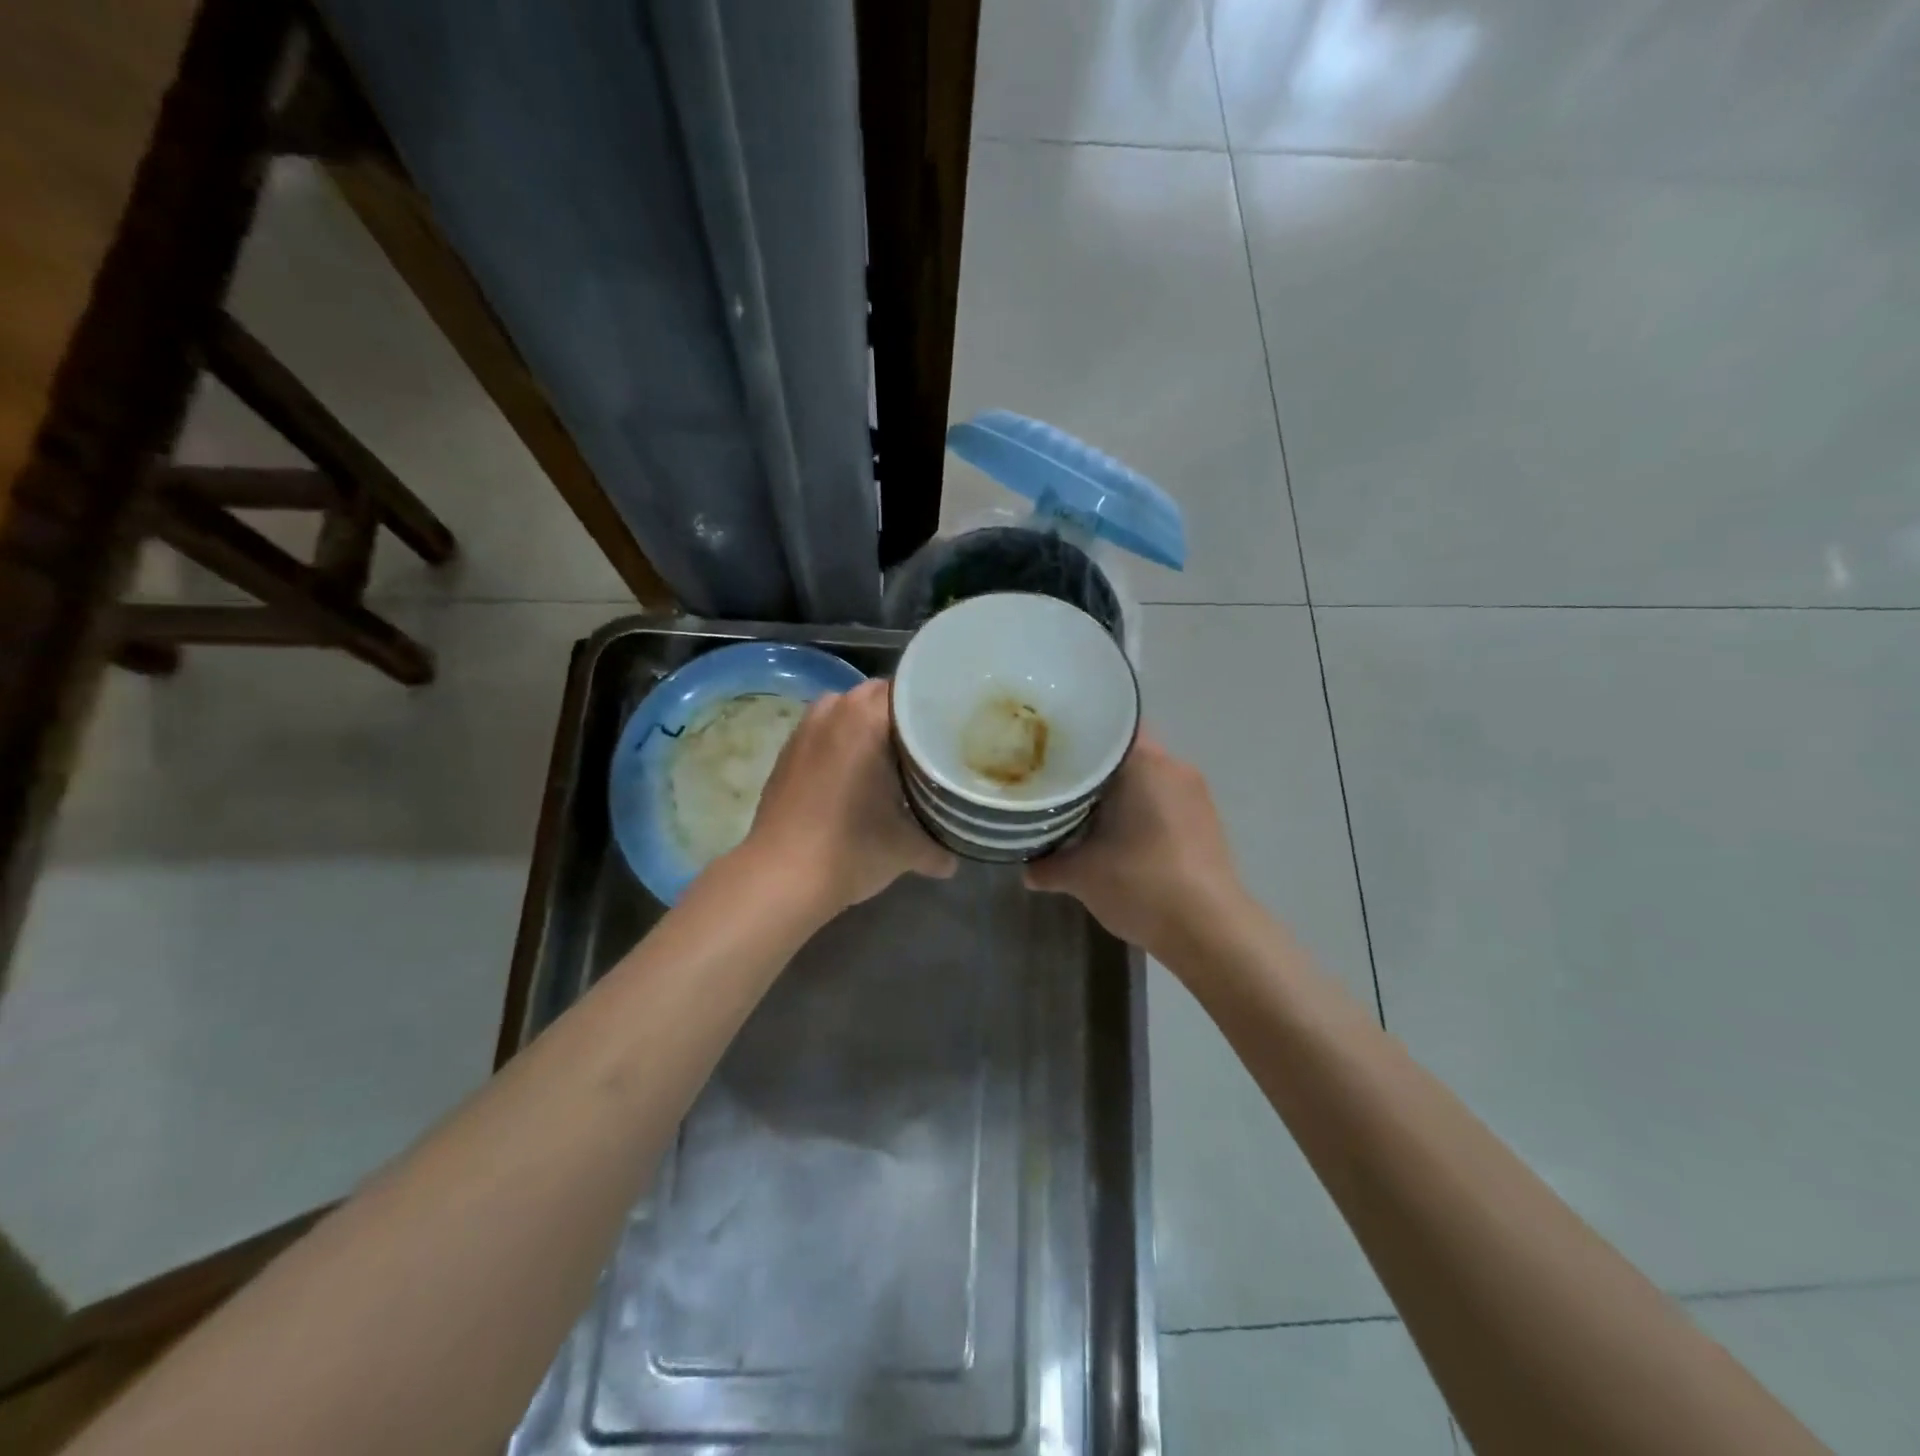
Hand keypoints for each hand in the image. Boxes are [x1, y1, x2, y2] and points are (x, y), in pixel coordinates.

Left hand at [737, 678, 955, 919]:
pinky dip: (841, 743)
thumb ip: (938, 847)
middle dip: (901, 716)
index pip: (909, 690)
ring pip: (846, 711)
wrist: (780, 878)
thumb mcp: (906, 849)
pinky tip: (854, 776)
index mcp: (866, 718)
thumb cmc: (851, 850)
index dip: (932, 706)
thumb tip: (952, 859)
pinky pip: (823, 732)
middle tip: (926, 745)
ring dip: (867, 726)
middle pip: (877, 696)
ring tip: (890, 758)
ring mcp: (804, 730)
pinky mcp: (786, 753)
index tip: (950, 728)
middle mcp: (833, 711)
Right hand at [1024, 730, 1245, 960]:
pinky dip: (1139, 808)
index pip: (1109, 727)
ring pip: (1146, 778)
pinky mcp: (1205, 822)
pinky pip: (1163, 799)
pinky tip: (1116, 835)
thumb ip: (1048, 865)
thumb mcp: (1082, 875)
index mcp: (1146, 764)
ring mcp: (1195, 795)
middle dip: (1093, 766)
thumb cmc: (1142, 884)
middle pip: (1126, 752)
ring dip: (1117, 791)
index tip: (1049, 748)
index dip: (1077, 735)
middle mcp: (1175, 768)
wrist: (1210, 932)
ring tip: (1081, 810)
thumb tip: (1027, 870)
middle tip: (1057, 780)